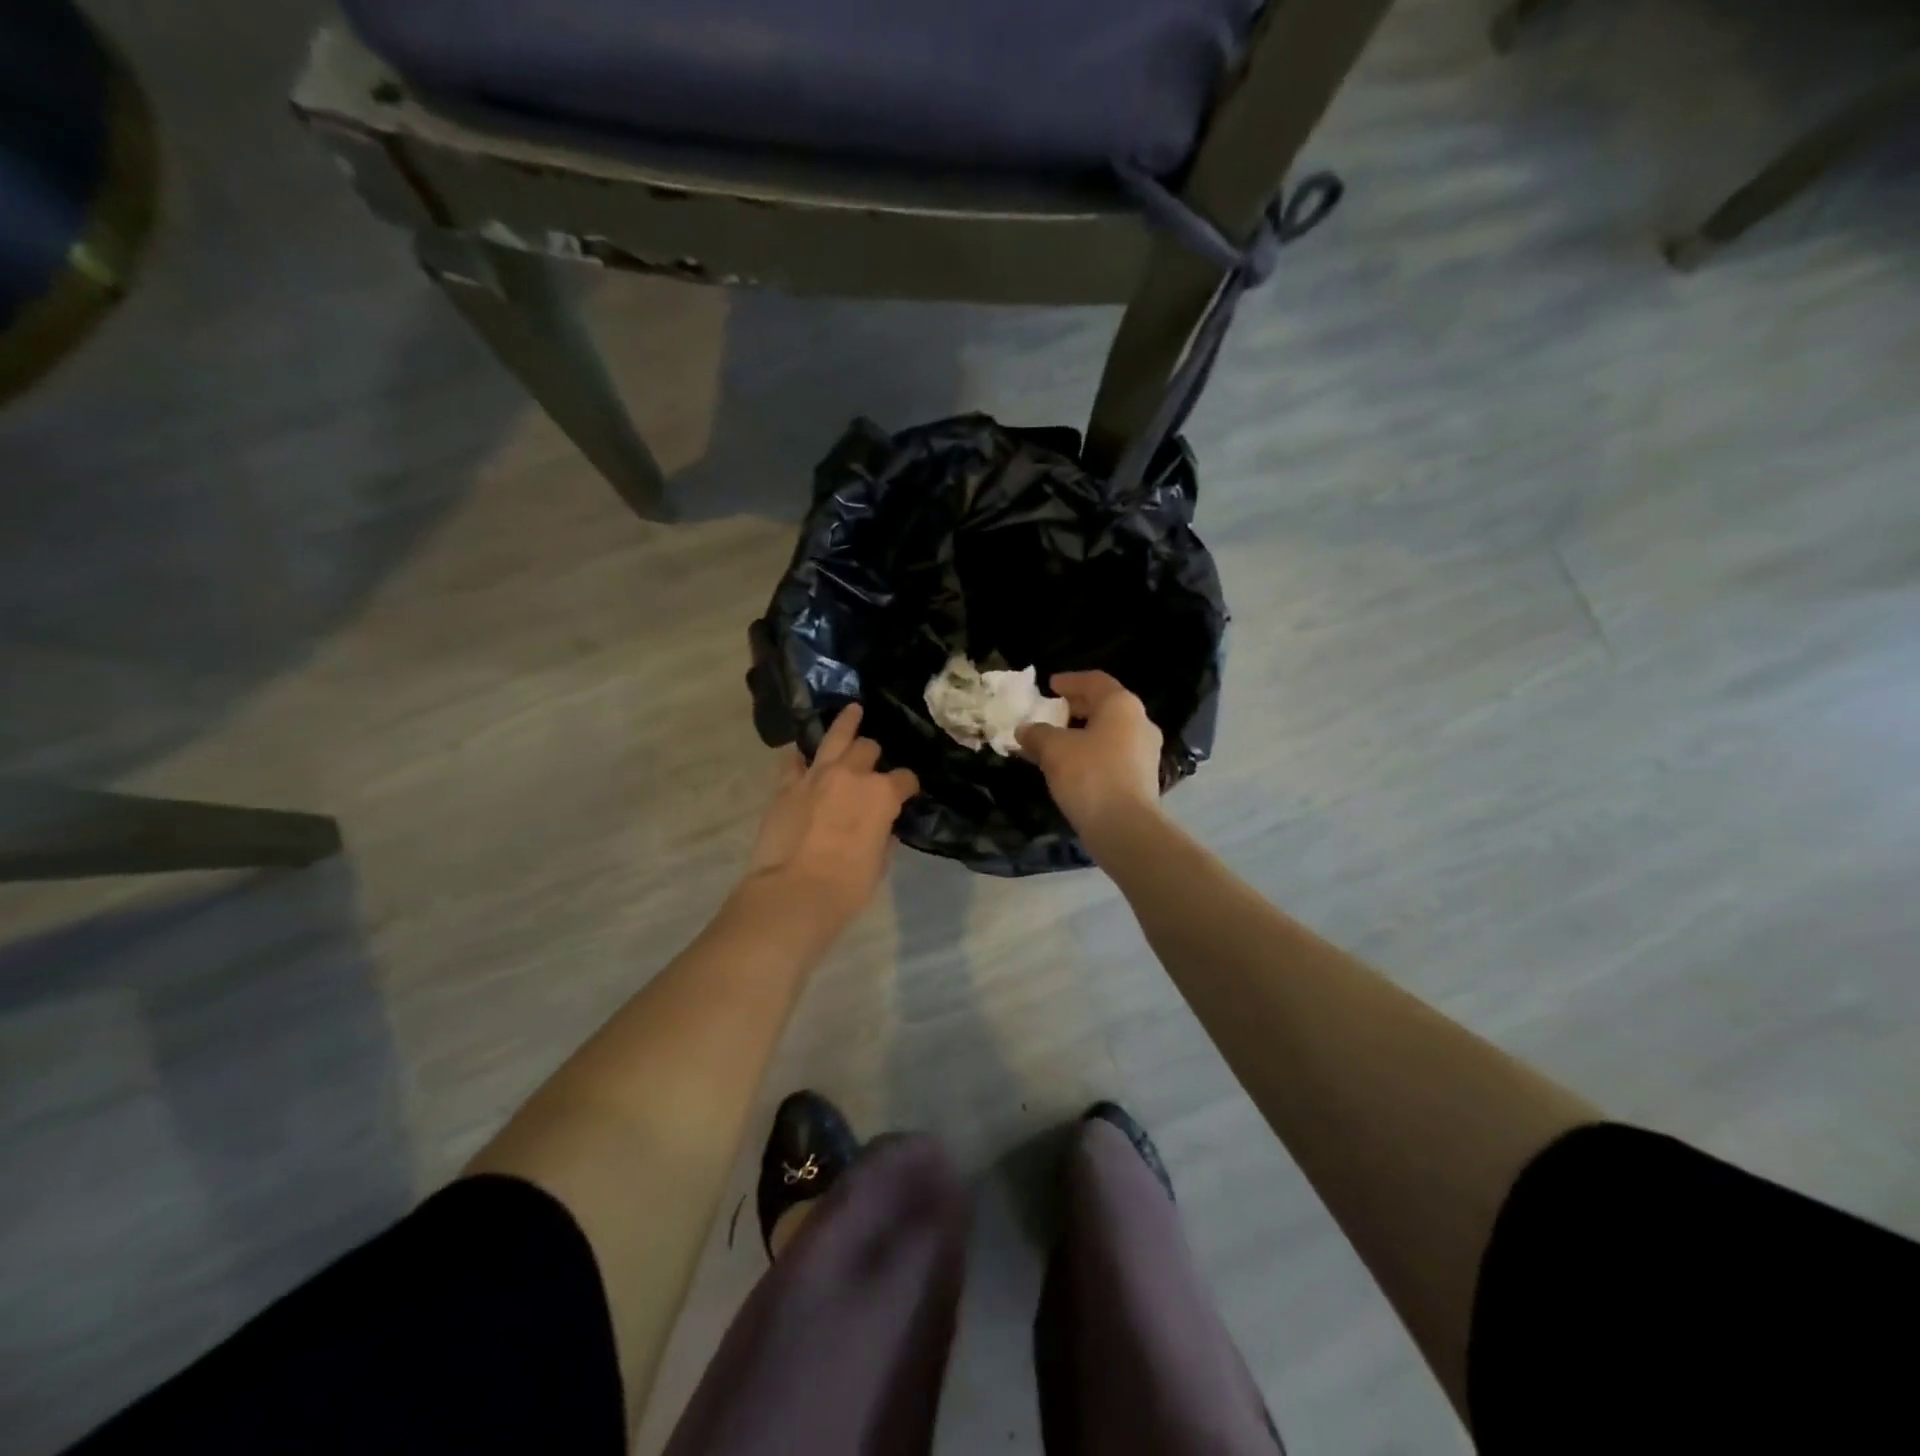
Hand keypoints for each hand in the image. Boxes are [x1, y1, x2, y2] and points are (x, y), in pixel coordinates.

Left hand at [745, 704, 918, 922]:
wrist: (794, 892)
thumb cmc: (847, 886)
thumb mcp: (878, 863)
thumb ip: (882, 836)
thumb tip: (880, 828)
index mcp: (883, 795)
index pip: (904, 779)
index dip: (907, 785)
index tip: (906, 792)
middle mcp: (852, 774)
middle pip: (868, 749)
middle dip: (873, 756)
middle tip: (871, 764)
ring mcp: (816, 775)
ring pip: (835, 737)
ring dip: (846, 724)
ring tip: (853, 710)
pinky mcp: (787, 785)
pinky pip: (793, 760)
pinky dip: (800, 758)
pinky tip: (802, 756)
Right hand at [1015, 671, 1162, 834]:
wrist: (1124, 828)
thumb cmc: (1090, 775)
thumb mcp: (1054, 749)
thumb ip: (1037, 734)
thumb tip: (1025, 730)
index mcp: (1122, 705)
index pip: (1095, 681)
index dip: (1070, 680)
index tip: (1050, 685)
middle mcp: (1140, 723)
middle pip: (1105, 707)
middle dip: (1076, 708)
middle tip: (1052, 712)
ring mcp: (1145, 753)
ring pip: (1109, 733)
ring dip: (1081, 734)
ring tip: (1054, 743)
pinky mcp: (1143, 779)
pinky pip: (1112, 756)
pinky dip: (1090, 754)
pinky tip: (1070, 767)